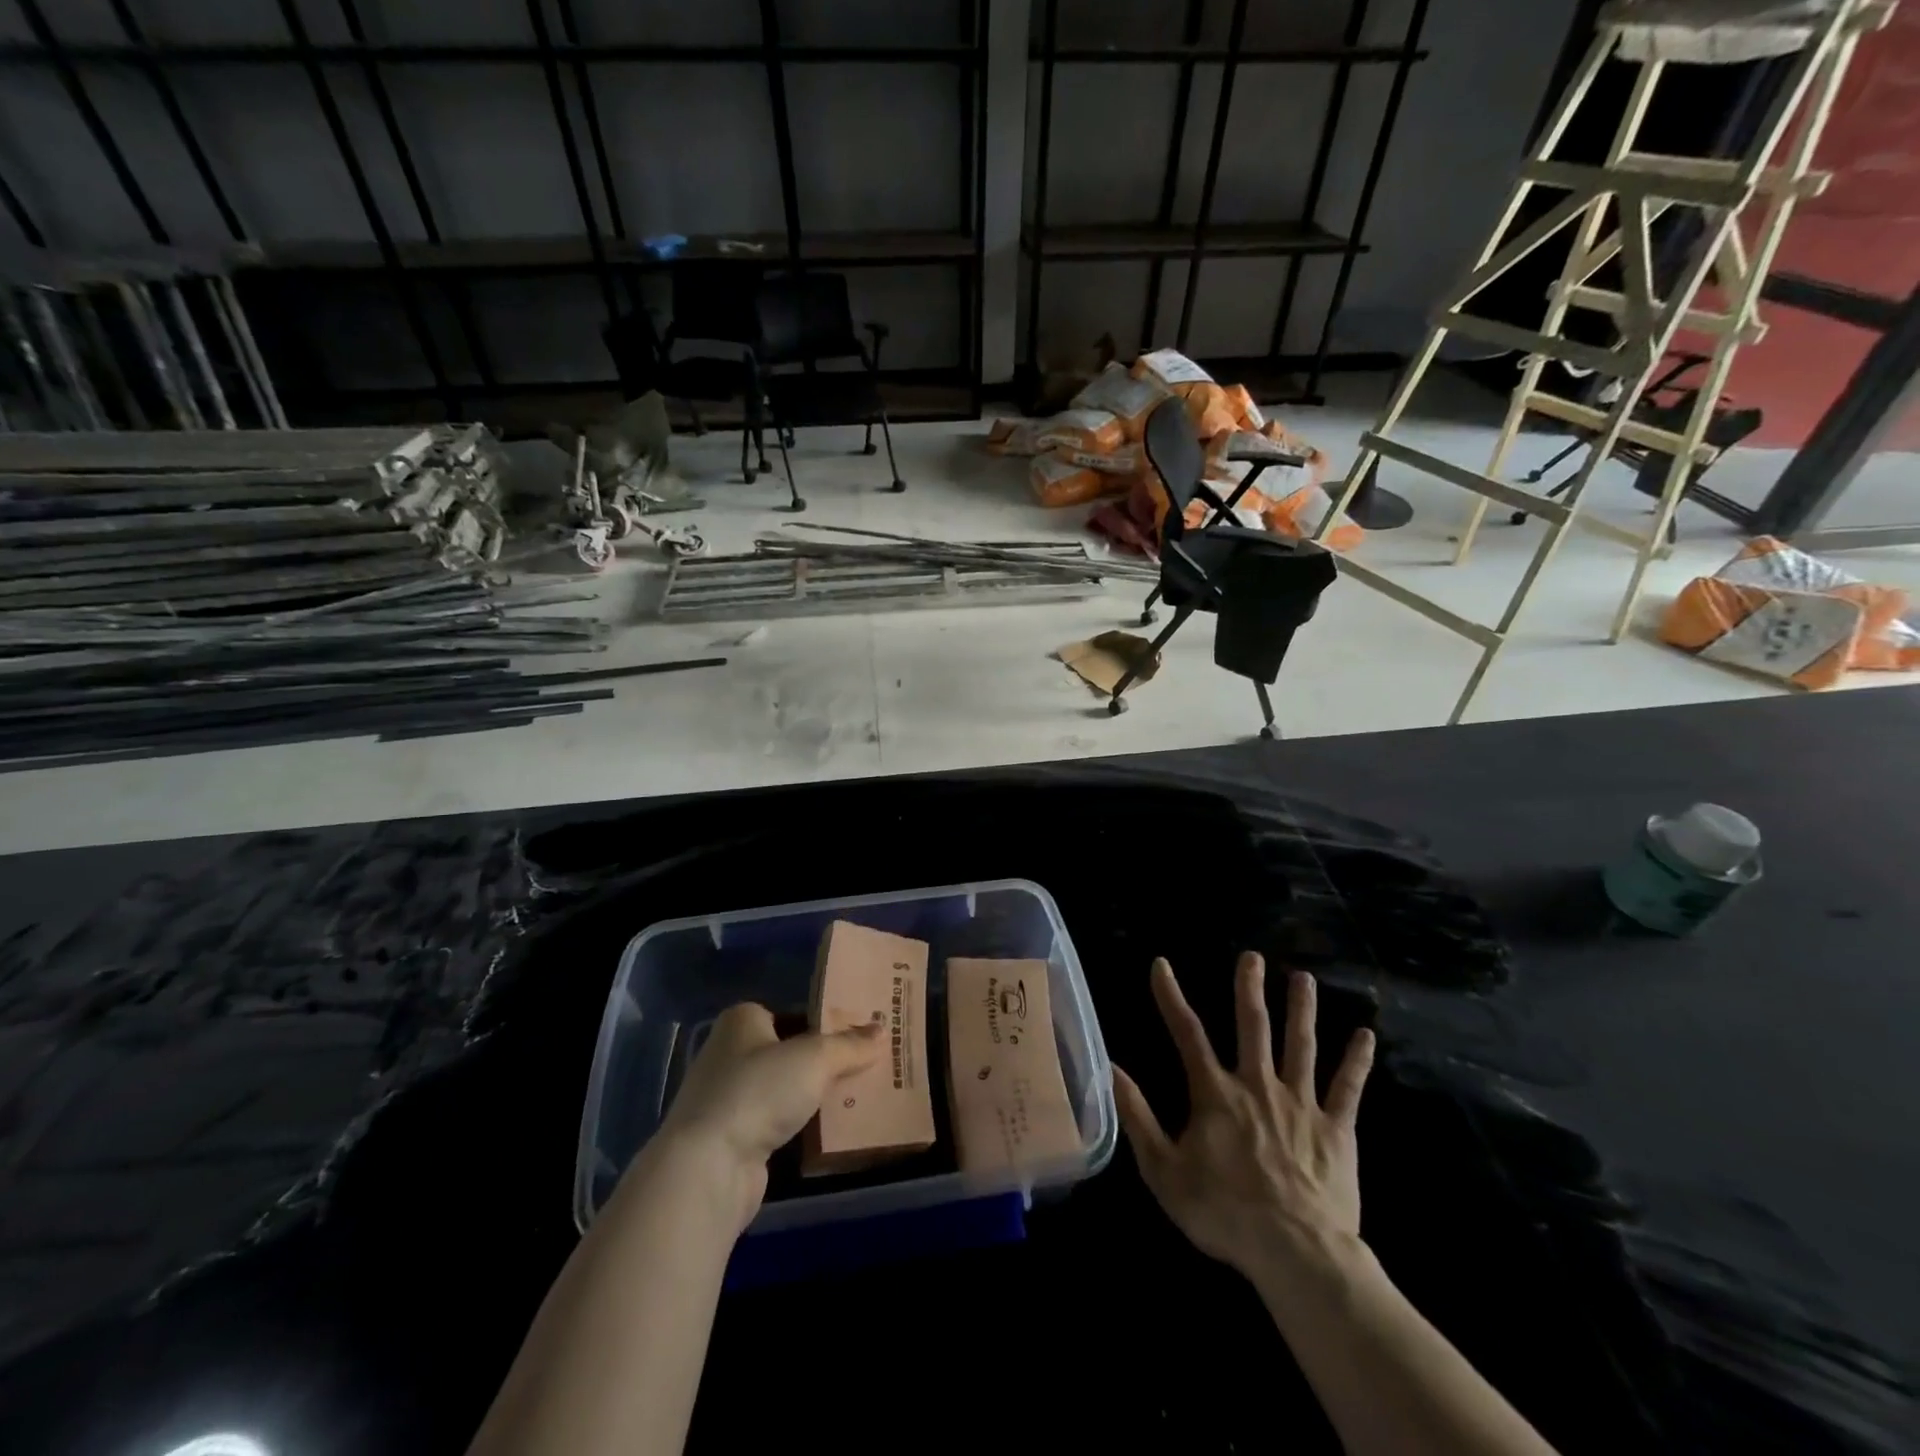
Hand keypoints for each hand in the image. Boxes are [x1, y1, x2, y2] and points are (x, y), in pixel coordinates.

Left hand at [654, 1003, 882, 1229]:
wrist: (708, 1166)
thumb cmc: (758, 1090)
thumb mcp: (815, 1058)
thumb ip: (849, 1045)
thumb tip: (882, 1031)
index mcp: (742, 1020)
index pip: (793, 1012)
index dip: (826, 1023)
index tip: (860, 1035)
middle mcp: (730, 1052)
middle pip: (790, 1051)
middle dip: (824, 1060)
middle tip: (867, 1064)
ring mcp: (728, 1098)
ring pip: (785, 1089)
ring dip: (814, 1095)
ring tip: (858, 1096)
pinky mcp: (732, 1138)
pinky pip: (778, 1121)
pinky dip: (801, 1125)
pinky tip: (832, 1130)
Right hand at [1112, 954, 1374, 1278]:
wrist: (1296, 1254)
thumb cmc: (1224, 1212)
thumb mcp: (1163, 1169)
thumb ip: (1137, 1115)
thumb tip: (1110, 1068)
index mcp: (1216, 1093)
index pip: (1187, 1033)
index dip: (1171, 997)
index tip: (1161, 964)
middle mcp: (1258, 1085)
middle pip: (1253, 1026)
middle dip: (1249, 988)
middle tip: (1252, 956)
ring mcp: (1301, 1104)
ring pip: (1301, 1045)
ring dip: (1302, 1009)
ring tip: (1304, 978)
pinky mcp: (1336, 1129)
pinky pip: (1347, 1088)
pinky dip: (1357, 1061)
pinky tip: (1367, 1035)